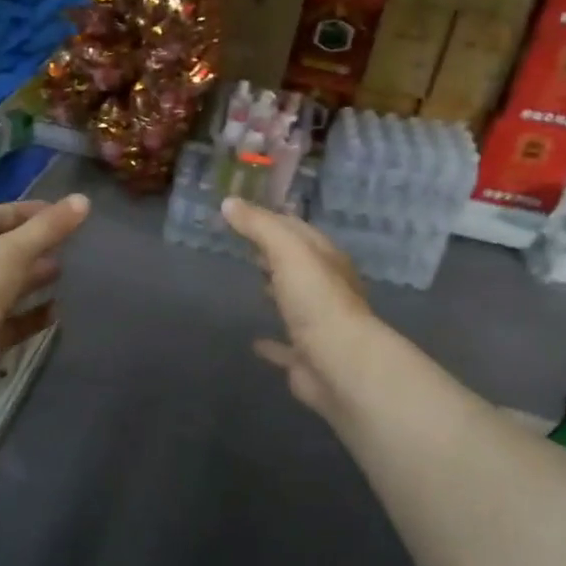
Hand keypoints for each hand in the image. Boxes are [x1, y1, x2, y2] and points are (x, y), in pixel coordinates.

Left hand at [0, 195, 90, 397]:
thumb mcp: (14, 249)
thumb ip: (48, 227)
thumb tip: (83, 199)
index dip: (24, 211)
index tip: (58, 211)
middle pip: (3, 253)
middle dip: (34, 247)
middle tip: (68, 244)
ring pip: (10, 287)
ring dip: (36, 279)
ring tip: (67, 272)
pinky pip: (16, 322)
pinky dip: (36, 316)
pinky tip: (61, 311)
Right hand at [221, 197, 375, 419]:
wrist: (338, 362)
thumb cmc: (315, 300)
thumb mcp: (288, 251)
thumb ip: (259, 226)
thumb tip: (228, 203)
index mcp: (326, 260)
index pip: (299, 231)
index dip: (272, 220)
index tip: (243, 214)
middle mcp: (326, 290)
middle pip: (298, 266)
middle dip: (275, 255)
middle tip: (247, 247)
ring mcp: (317, 325)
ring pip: (294, 303)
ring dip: (277, 293)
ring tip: (254, 283)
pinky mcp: (305, 357)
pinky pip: (285, 347)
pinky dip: (271, 344)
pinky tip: (255, 342)